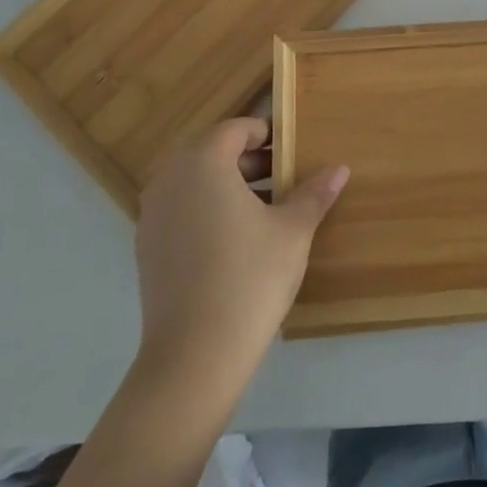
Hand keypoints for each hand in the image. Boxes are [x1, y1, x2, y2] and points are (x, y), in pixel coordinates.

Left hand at [134, 119, 348, 403]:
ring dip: (229, 185)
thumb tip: (340, 168)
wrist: (194, 356)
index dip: (266, 134)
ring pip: (195, 182)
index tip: (293, 152)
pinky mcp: (147, 248)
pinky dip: (208, 210)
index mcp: (203, 163)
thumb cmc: (250, 278)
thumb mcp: (293, 231)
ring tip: (266, 210)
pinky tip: (236, 241)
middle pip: (212, 152)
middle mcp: (170, 180)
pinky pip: (182, 210)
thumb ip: (314, 193)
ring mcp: (152, 215)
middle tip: (285, 179)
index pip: (235, 129)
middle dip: (249, 161)